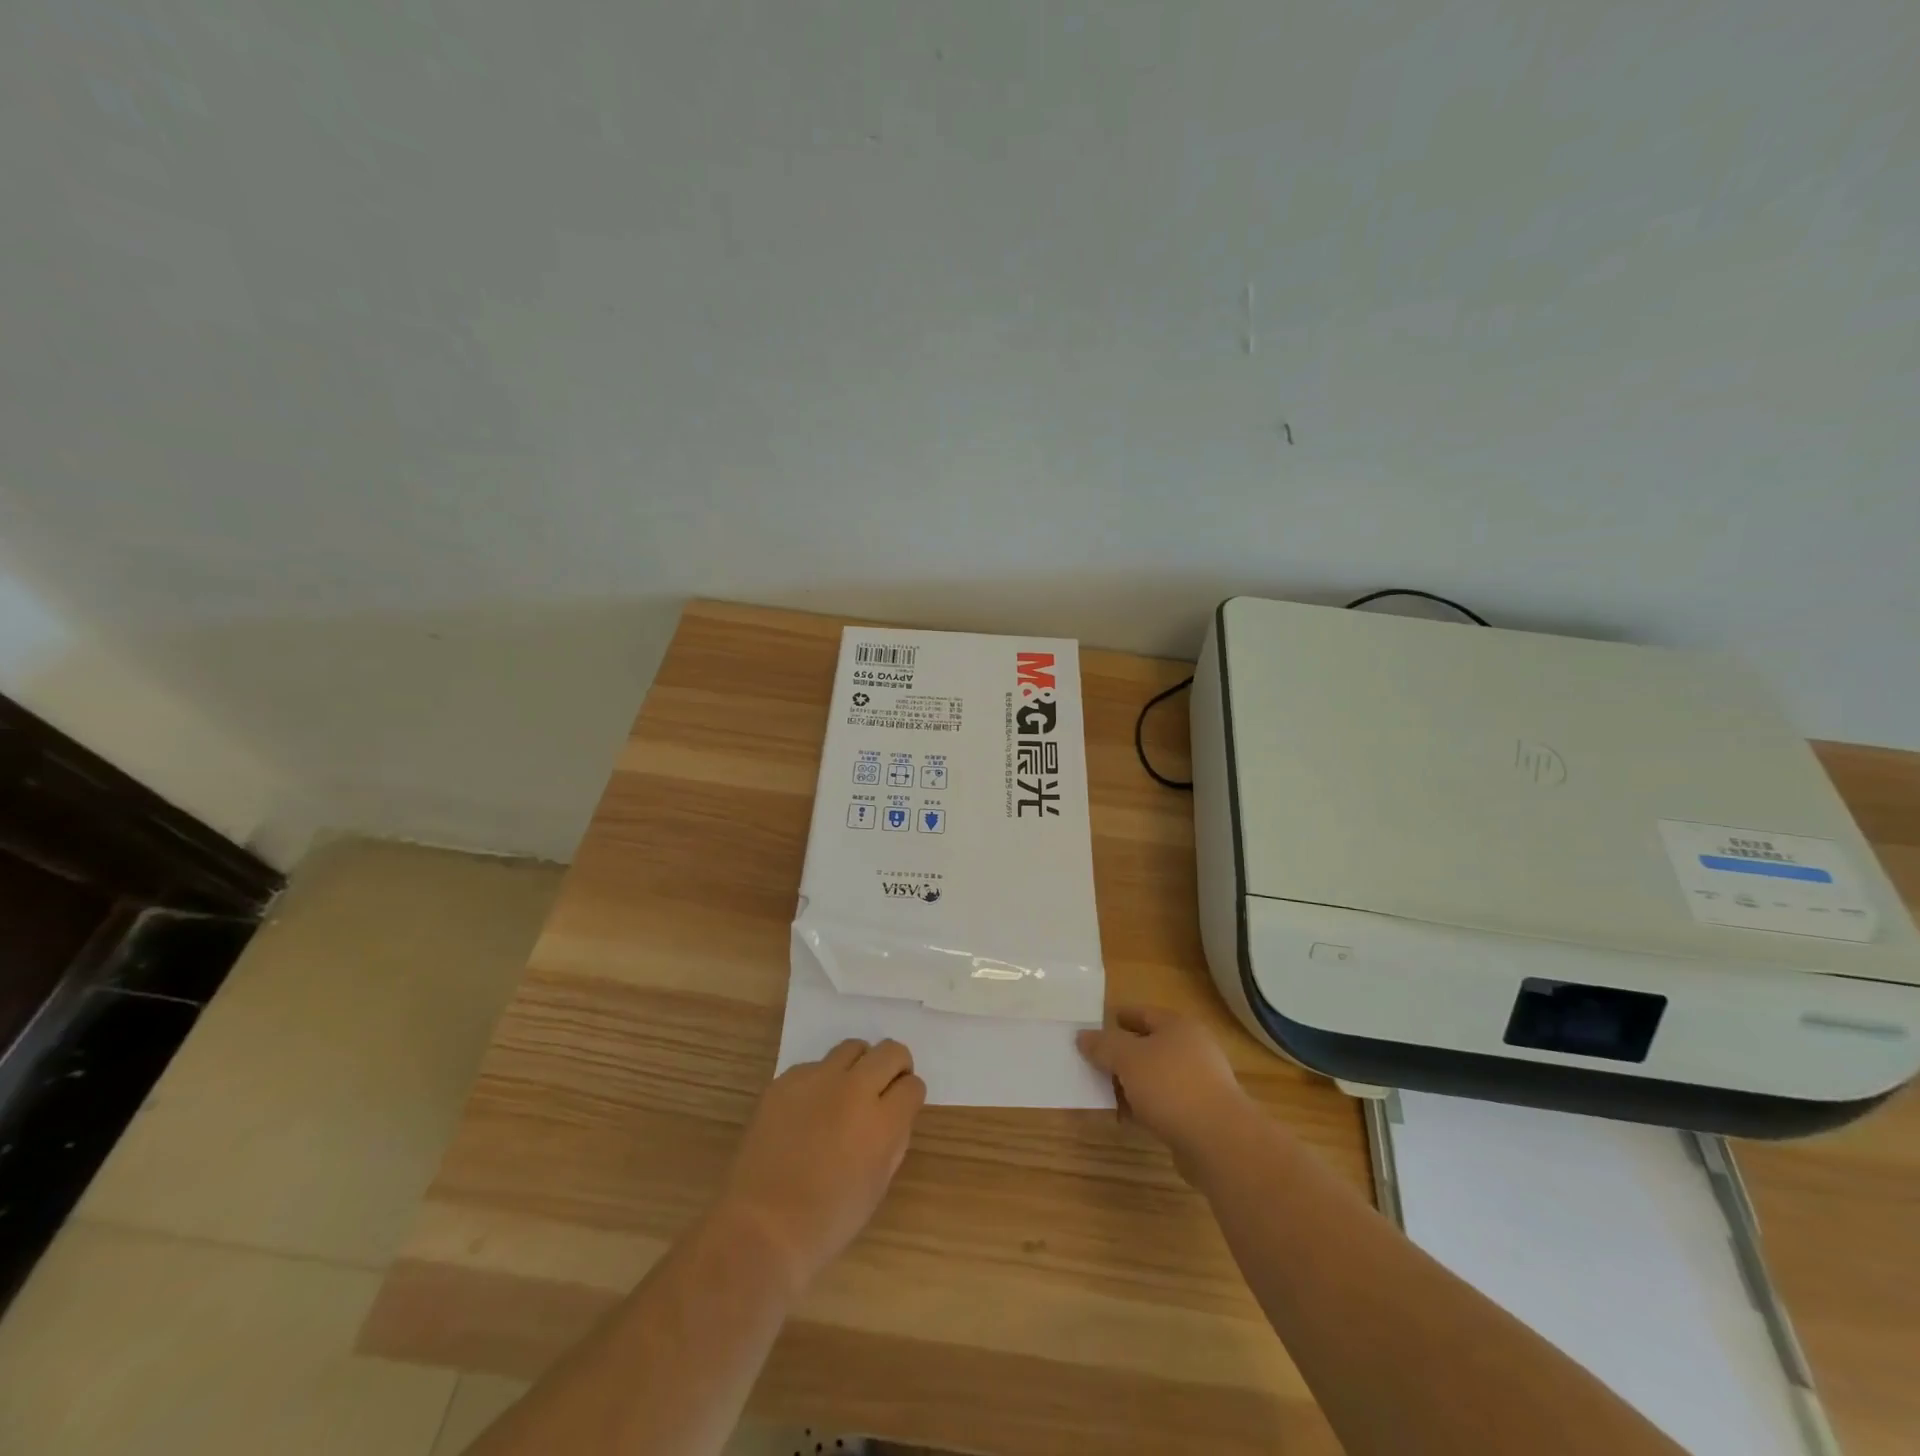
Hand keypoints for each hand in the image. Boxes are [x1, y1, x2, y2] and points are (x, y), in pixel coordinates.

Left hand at [719, 1039, 925, 1292]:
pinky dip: (821, 1082)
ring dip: (858, 1066)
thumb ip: (893, 1140)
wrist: (760, 1227)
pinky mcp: (785, 1080)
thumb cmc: (827, 1221)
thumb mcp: (877, 1185)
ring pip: (852, 1048)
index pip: (912, 1085)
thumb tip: (895, 1114)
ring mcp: (817, 1080)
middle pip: (889, 1051)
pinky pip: (815, 1066)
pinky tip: (808, 1112)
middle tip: (883, 1090)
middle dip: (894, 1067)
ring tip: (845, 1095)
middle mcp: (854, 1090)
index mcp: (882, 1122)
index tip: (902, 1107)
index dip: (909, 1097)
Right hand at [1077, 1006, 1256, 1178]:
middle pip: (1149, 1045)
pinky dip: (1145, 1107)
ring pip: (1155, 1077)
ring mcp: (1200, 1082)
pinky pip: (1165, 1103)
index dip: (1118, 1018)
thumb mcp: (1127, 1059)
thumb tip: (1082, 1036)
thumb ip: (1103, 1045)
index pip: (1143, 1013)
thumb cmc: (1170, 1086)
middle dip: (1121, 1056)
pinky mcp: (1201, 1114)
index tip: (1094, 1027)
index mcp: (1178, 1026)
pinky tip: (1128, 1118)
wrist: (1219, 1141)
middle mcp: (1192, 1049)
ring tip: (1106, 1094)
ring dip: (1132, 1085)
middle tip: (1094, 1063)